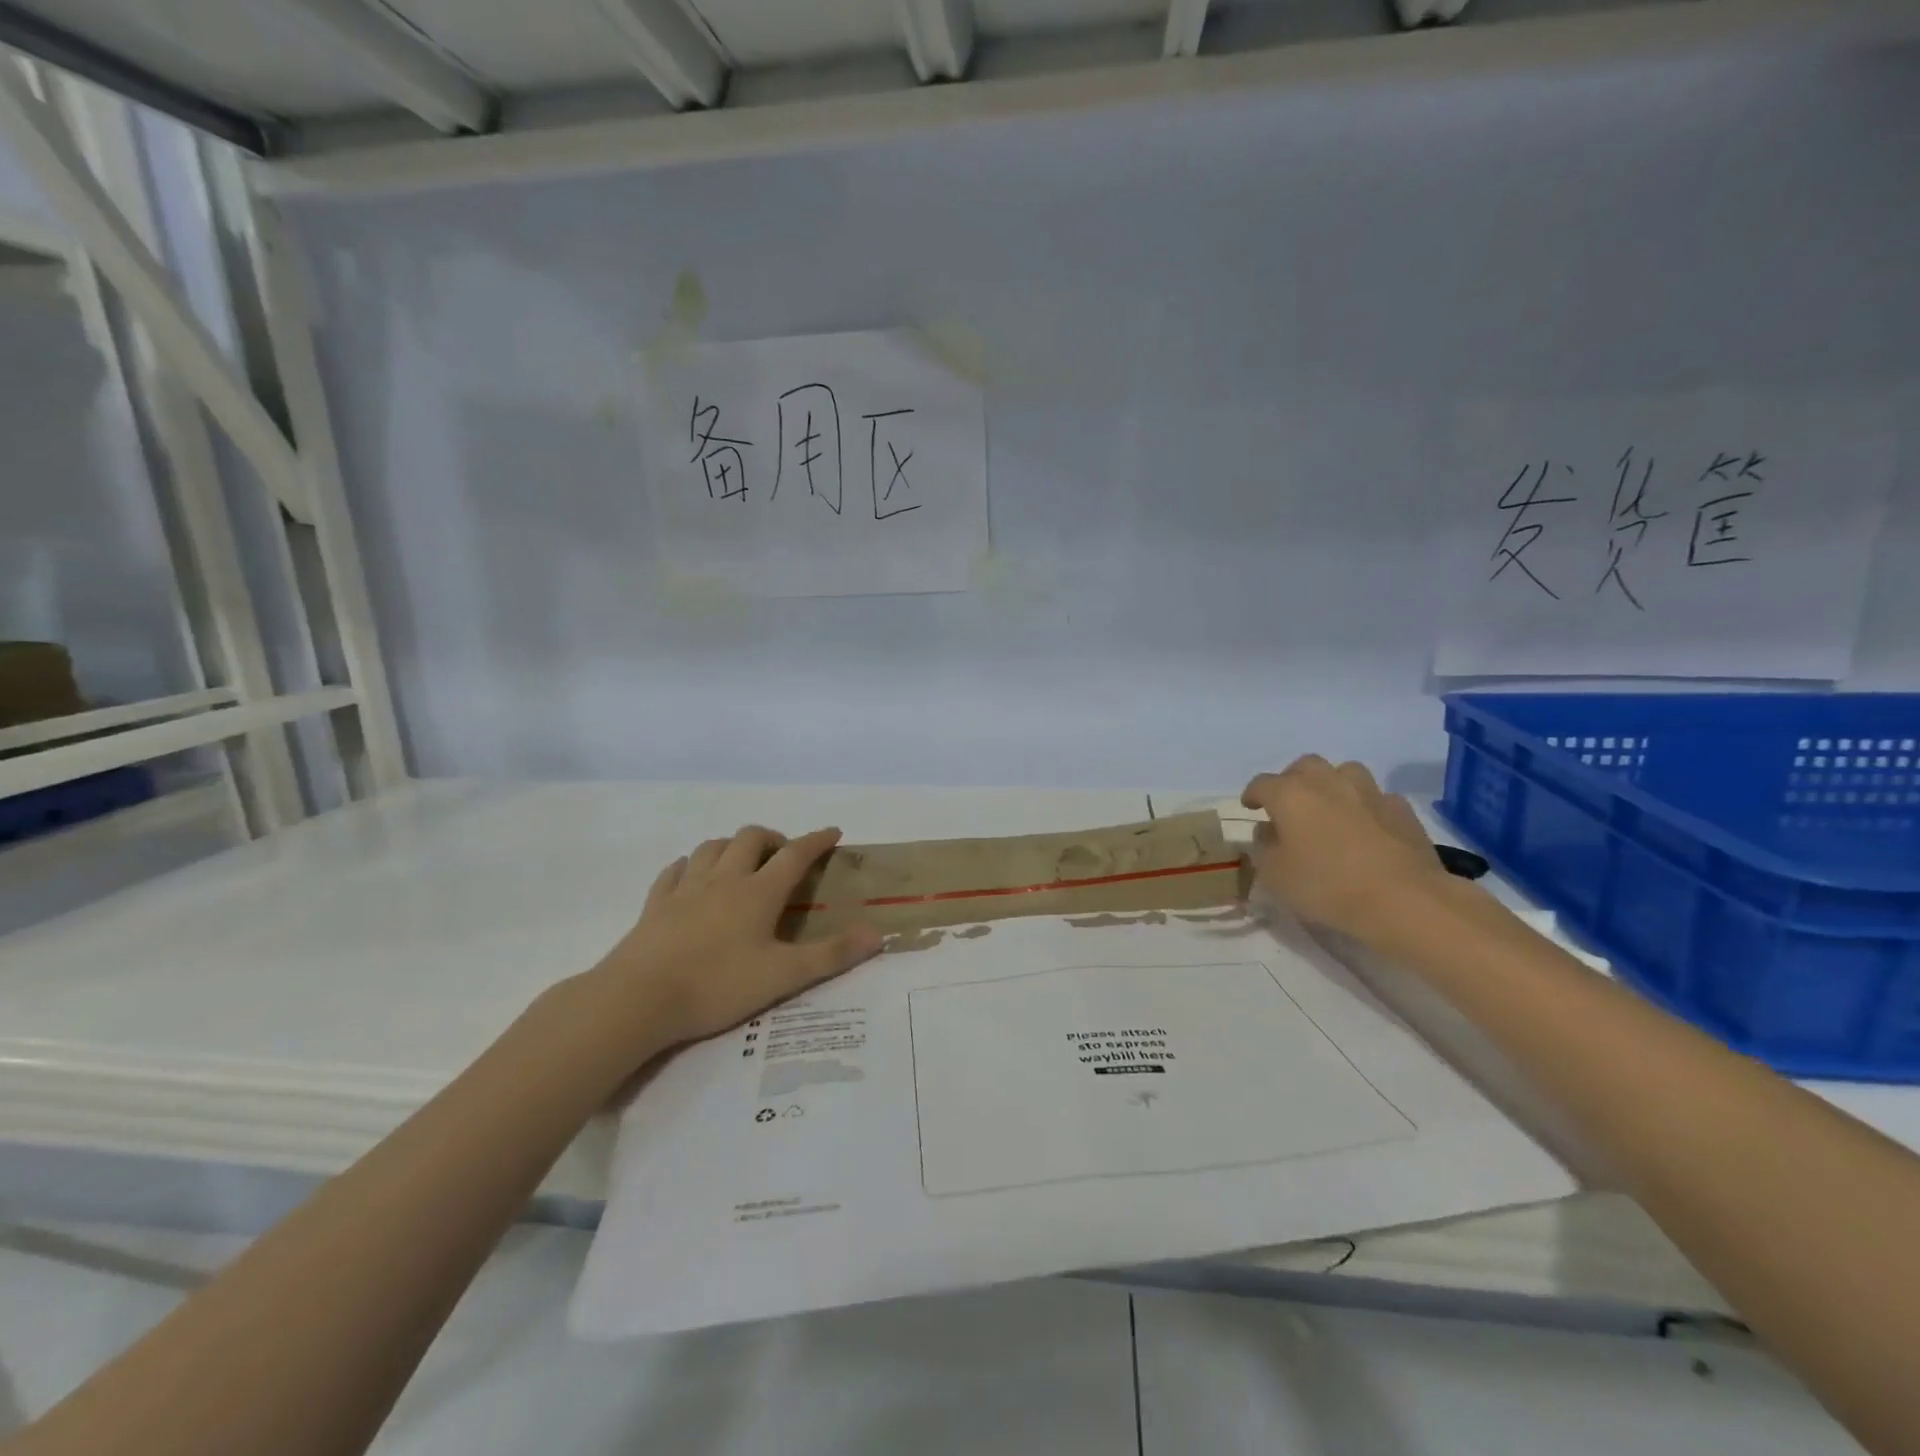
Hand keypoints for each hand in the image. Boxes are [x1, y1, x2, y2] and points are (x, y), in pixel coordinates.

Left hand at [581, 826, 882, 1054]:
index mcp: (758, 892)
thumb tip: (878, 934)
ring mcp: (686, 888)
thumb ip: (832, 954)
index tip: (833, 832)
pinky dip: (691, 865)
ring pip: (712, 846)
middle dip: (773, 838)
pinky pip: (675, 870)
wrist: (638, 999)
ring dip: (733, 846)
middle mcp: (724, 879)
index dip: (817, 840)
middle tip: (784, 857)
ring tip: (742, 863)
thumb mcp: (783, 975)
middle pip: (750, 837)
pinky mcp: (655, 904)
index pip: (795, 854)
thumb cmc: (717, 985)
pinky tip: (692, 877)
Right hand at [1240, 757, 1449, 942]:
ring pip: (1345, 772)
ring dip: (1333, 785)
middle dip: (1293, 780)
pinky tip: (1367, 828)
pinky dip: (1366, 807)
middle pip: (1305, 766)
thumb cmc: (1326, 886)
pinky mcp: (1402, 809)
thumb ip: (1264, 848)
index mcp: (1290, 794)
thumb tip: (1268, 831)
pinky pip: (1377, 798)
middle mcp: (1328, 782)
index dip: (1253, 794)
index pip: (1262, 784)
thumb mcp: (1275, 876)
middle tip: (1290, 805)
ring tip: (1331, 809)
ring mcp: (1369, 792)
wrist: (1402, 899)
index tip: (1250, 807)